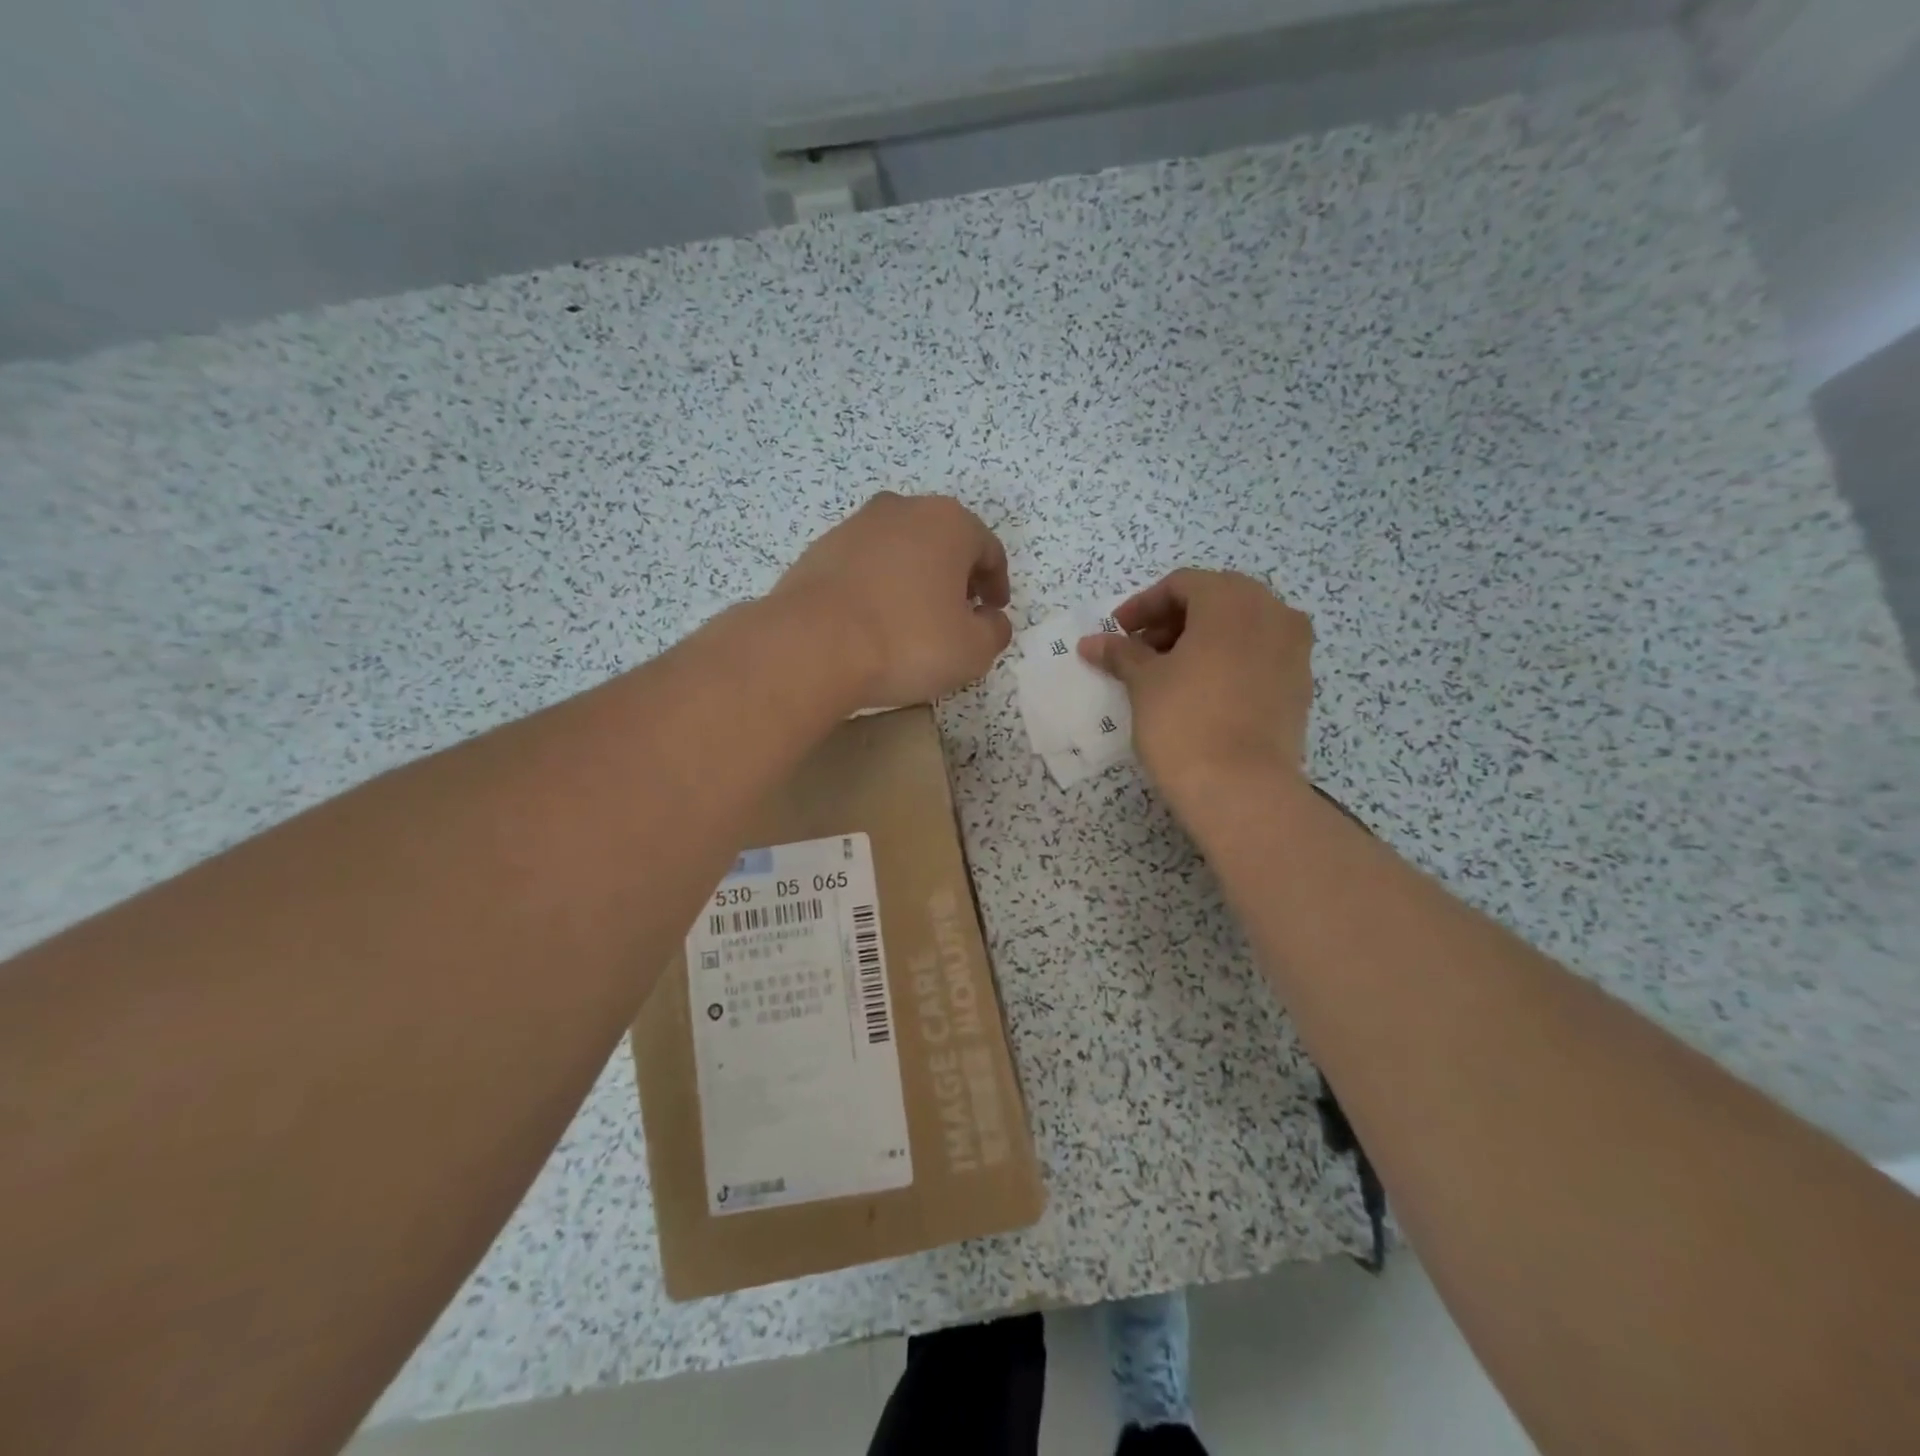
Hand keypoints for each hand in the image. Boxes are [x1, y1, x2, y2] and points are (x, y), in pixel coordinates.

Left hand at [771, 491, 1012, 709]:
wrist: (812, 645)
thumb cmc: (907, 641)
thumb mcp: (973, 650)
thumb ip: (995, 632)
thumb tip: (991, 621)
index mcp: (949, 523)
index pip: (988, 550)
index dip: (997, 584)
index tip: (993, 613)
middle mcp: (903, 510)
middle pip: (943, 542)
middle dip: (955, 577)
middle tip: (958, 615)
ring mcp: (855, 526)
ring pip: (901, 551)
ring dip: (914, 579)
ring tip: (912, 621)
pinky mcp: (820, 549)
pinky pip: (864, 566)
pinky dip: (877, 587)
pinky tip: (872, 622)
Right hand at [1078, 569, 1313, 800]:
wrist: (1242, 789)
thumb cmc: (1185, 722)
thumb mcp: (1144, 683)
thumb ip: (1121, 654)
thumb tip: (1091, 642)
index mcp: (1232, 600)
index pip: (1182, 585)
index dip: (1143, 606)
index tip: (1118, 633)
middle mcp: (1273, 612)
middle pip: (1215, 600)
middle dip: (1173, 621)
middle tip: (1140, 650)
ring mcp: (1294, 649)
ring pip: (1241, 627)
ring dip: (1201, 640)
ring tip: (1168, 672)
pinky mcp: (1300, 685)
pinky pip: (1259, 656)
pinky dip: (1228, 661)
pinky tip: (1202, 691)